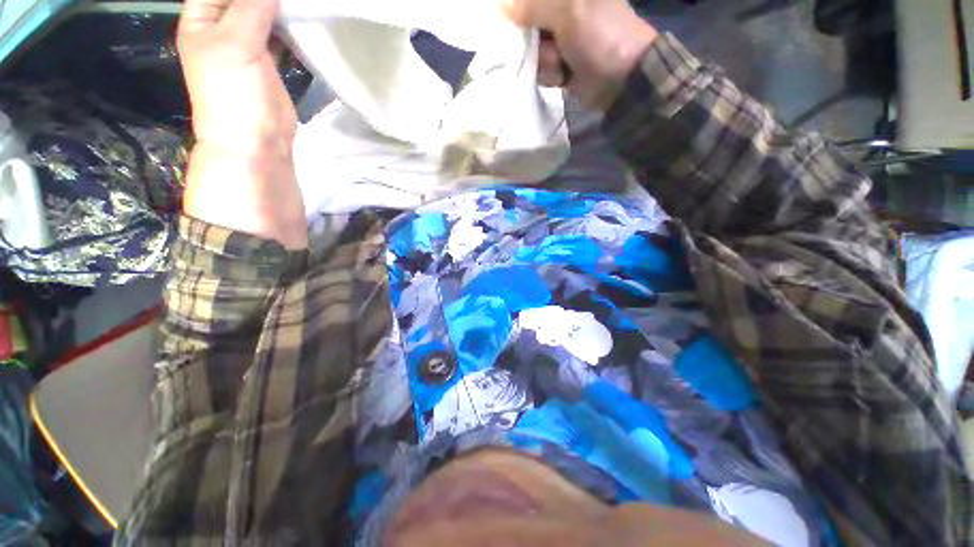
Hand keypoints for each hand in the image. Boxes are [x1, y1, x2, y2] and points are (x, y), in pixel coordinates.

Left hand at [178, 0, 307, 248]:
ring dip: (279, 7)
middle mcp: (221, 27)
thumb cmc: (235, 93)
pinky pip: (277, 33)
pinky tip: (301, 21)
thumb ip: (251, 8)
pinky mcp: (268, 61)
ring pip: (262, 12)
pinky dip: (288, 26)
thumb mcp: (235, 44)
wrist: (257, 140)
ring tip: (299, 6)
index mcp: (201, 19)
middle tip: (290, 0)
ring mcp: (245, 44)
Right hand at [503, 0, 658, 108]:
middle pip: (528, 23)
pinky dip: (549, 74)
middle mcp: (564, 10)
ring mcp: (563, 39)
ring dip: (544, 61)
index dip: (521, 10)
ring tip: (561, 64)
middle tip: (548, 45)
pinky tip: (562, 77)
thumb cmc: (600, 37)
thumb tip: (502, 6)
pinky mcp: (562, 63)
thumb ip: (534, 5)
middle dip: (533, 40)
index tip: (521, 24)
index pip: (532, 0)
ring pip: (533, 49)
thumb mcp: (569, 12)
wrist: (621, 81)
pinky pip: (541, 68)